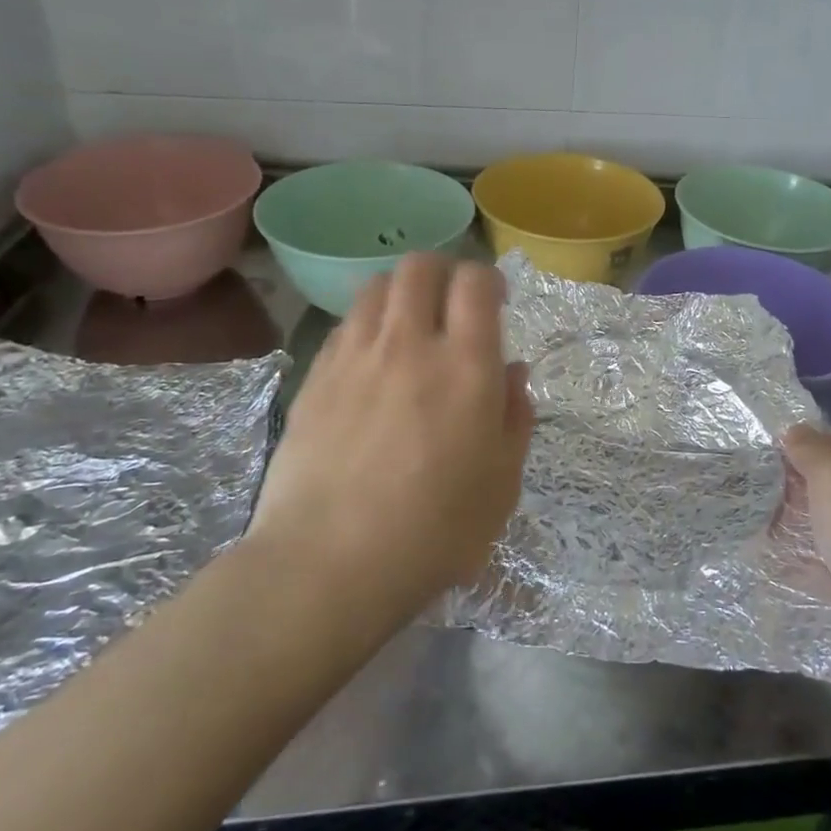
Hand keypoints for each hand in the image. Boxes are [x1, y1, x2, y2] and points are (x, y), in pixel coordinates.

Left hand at [252, 254, 534, 627]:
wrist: (327, 564)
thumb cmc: (434, 531)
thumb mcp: (503, 483)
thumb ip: (516, 417)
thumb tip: (513, 372)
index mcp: (465, 365)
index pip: (475, 282)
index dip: (489, 279)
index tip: (496, 302)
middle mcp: (409, 344)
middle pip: (419, 266)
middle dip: (443, 270)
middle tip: (453, 303)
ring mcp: (354, 357)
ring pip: (376, 287)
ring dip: (402, 292)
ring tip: (411, 325)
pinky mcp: (315, 378)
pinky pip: (345, 326)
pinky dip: (367, 326)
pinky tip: (373, 362)